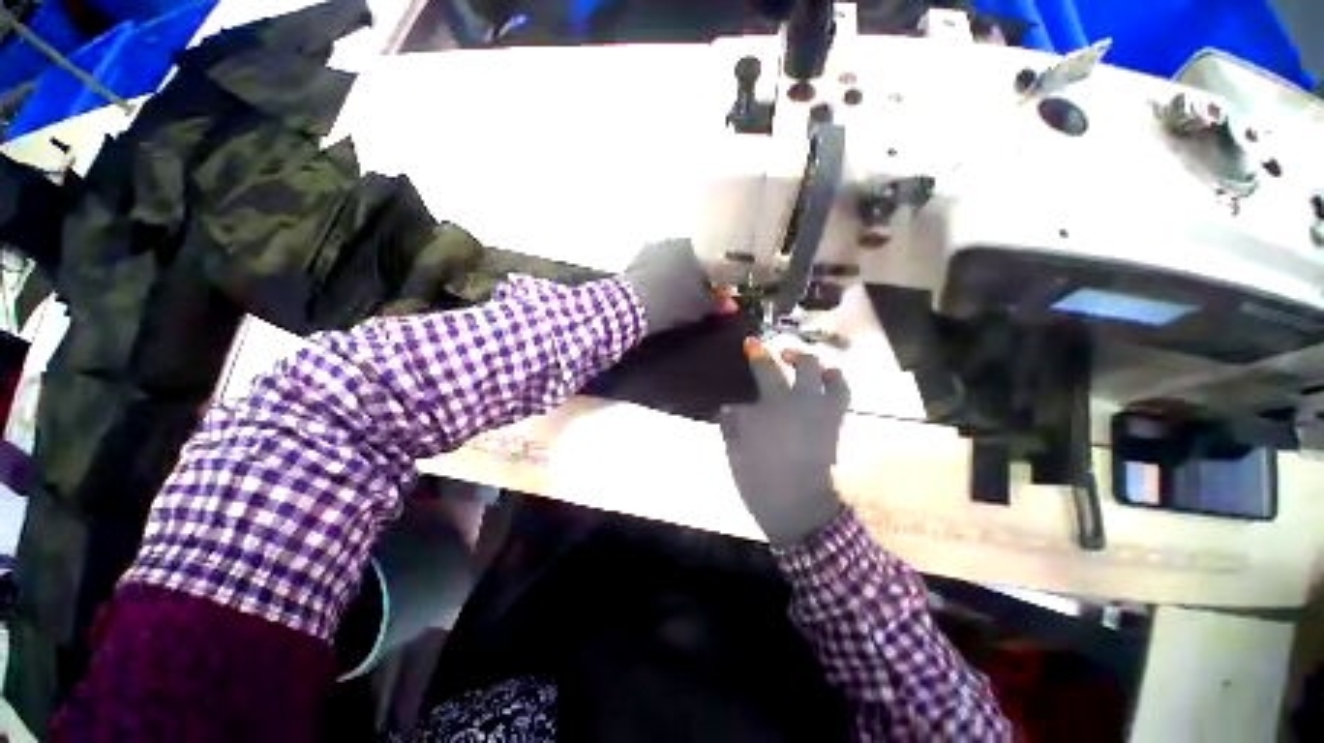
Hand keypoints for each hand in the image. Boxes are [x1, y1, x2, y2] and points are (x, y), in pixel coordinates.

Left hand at [620, 239, 735, 335]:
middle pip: (688, 261)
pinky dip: (657, 281)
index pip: (709, 263)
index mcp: (692, 248)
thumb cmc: (674, 302)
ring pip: (669, 265)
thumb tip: (732, 305)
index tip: (713, 295)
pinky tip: (657, 296)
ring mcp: (649, 250)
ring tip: (674, 299)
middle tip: (694, 298)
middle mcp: (671, 243)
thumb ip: (718, 303)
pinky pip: (652, 271)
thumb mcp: (700, 306)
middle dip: (692, 278)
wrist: (633, 304)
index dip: (713, 281)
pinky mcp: (633, 262)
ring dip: (674, 279)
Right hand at [719, 340, 849, 545]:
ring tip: (813, 369)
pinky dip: (835, 385)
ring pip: (832, 376)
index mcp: (773, 402)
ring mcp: (823, 411)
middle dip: (792, 355)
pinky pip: (841, 396)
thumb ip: (732, 421)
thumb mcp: (734, 446)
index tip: (750, 343)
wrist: (796, 504)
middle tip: (781, 357)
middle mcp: (802, 399)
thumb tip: (733, 407)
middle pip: (804, 364)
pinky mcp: (835, 424)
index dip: (756, 353)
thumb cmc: (758, 475)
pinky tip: (825, 387)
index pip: (764, 368)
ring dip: (821, 367)